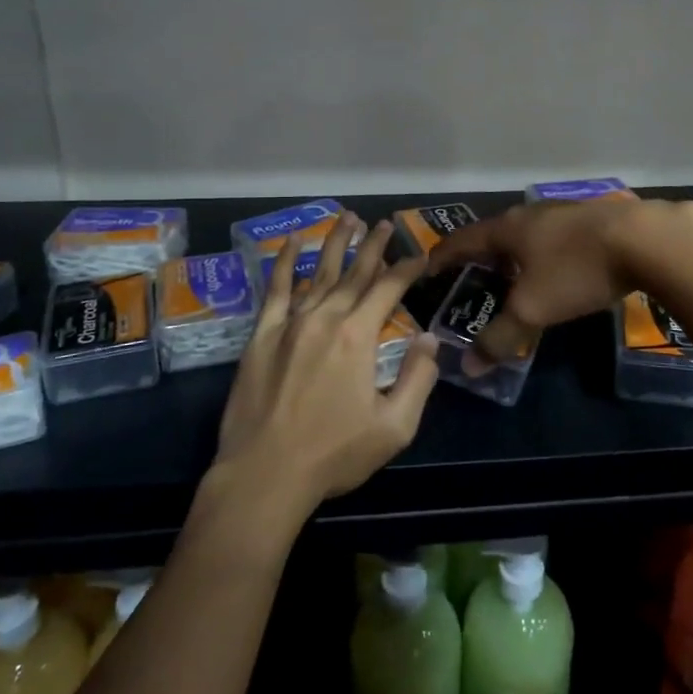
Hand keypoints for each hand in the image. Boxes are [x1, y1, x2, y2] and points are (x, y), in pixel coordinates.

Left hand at [215, 214, 439, 520]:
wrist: (264, 475)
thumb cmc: (333, 454)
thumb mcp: (393, 427)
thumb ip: (418, 379)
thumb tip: (430, 339)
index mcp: (358, 337)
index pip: (388, 289)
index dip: (407, 269)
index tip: (420, 255)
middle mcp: (325, 318)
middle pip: (355, 273)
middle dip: (373, 246)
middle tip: (384, 224)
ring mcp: (290, 323)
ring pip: (319, 273)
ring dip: (335, 244)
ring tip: (348, 218)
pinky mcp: (262, 335)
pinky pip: (276, 289)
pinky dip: (285, 263)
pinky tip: (292, 243)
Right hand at [429, 197, 692, 366]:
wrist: (647, 239)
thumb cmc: (577, 269)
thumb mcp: (533, 309)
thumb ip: (500, 337)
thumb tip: (468, 368)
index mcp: (507, 229)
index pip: (462, 240)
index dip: (443, 257)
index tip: (428, 271)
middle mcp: (531, 213)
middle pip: (495, 233)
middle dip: (481, 256)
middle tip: (473, 280)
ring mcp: (564, 211)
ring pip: (528, 232)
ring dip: (515, 253)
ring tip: (514, 276)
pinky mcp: (594, 218)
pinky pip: (556, 235)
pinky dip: (545, 252)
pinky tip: (559, 268)